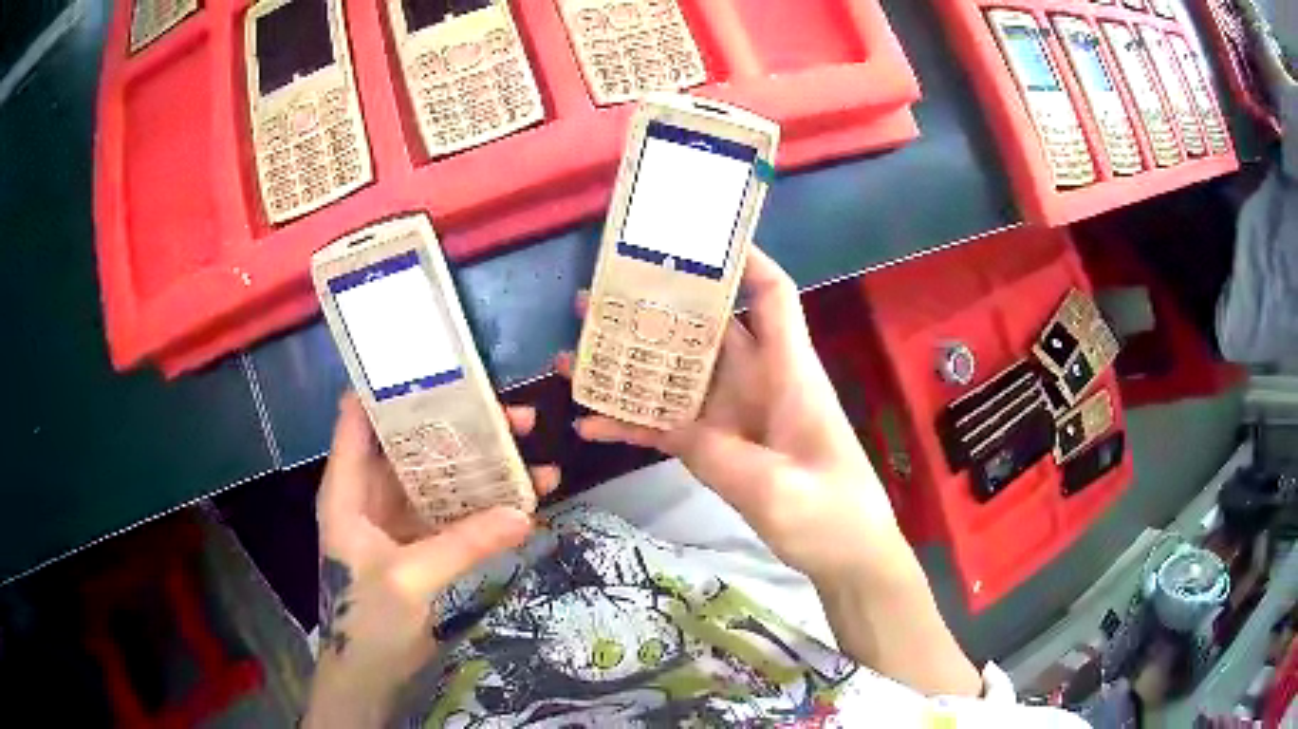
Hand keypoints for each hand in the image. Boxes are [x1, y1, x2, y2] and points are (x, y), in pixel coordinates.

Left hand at [304, 395, 558, 727]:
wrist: (369, 676)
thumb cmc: (366, 621)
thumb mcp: (408, 579)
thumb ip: (463, 544)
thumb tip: (525, 512)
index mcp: (348, 489)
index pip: (360, 417)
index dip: (392, 387)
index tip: (442, 366)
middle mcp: (371, 494)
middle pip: (414, 443)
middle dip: (461, 426)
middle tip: (516, 416)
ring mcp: (398, 520)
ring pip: (441, 479)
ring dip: (482, 468)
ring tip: (533, 453)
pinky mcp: (421, 544)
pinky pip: (454, 515)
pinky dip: (485, 507)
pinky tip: (524, 502)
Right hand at [558, 248, 980, 695]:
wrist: (847, 558)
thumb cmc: (835, 516)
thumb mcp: (781, 491)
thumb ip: (723, 456)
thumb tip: (669, 426)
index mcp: (788, 372)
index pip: (772, 295)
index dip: (744, 259)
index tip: (695, 236)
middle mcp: (758, 381)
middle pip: (705, 329)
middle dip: (653, 308)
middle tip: (593, 298)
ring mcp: (733, 416)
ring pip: (675, 376)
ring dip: (627, 365)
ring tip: (571, 355)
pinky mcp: (717, 449)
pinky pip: (669, 426)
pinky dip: (632, 425)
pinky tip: (588, 426)